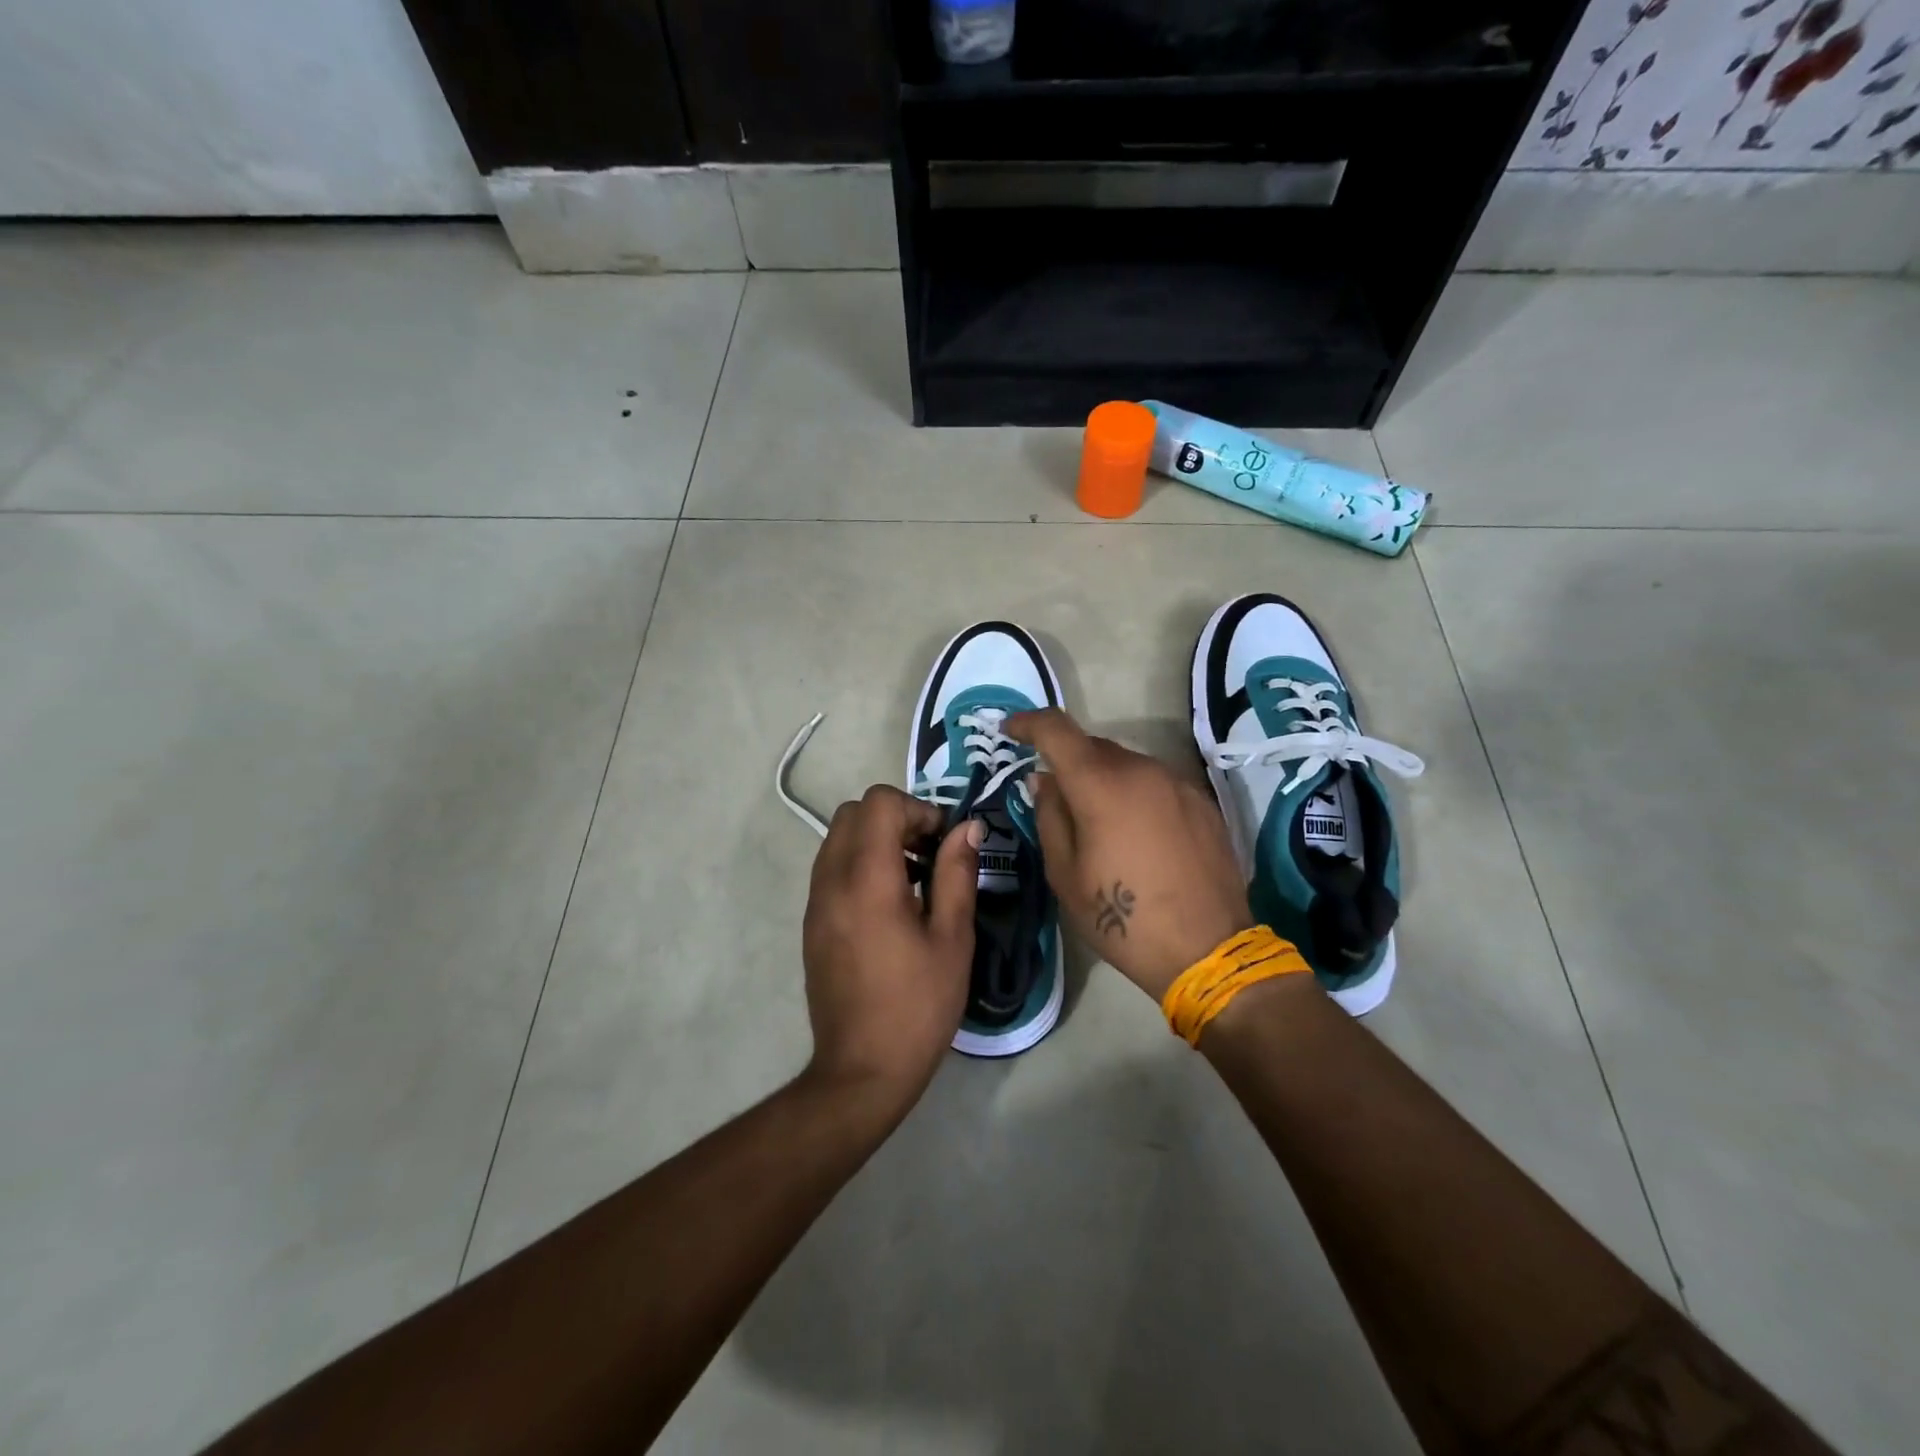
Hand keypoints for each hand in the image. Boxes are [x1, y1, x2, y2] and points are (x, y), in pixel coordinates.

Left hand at [801, 786, 979, 1103]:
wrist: (862, 1070)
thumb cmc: (917, 1005)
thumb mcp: (952, 938)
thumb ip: (957, 873)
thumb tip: (967, 828)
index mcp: (867, 879)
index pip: (879, 803)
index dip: (917, 808)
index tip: (942, 841)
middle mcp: (832, 880)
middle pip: (853, 813)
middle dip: (895, 818)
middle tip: (929, 853)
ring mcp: (815, 902)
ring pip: (838, 838)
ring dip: (876, 840)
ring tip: (914, 879)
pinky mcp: (811, 922)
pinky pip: (831, 868)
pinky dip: (860, 864)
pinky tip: (891, 904)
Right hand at [1007, 710, 1252, 1001]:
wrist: (1208, 950)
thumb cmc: (1123, 919)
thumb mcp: (1065, 875)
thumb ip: (1050, 816)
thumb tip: (1044, 780)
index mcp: (1101, 785)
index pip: (1057, 730)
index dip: (1028, 722)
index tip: (1009, 730)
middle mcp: (1142, 770)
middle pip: (1093, 747)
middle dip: (1067, 761)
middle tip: (1053, 795)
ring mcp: (1177, 783)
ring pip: (1126, 765)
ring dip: (1103, 779)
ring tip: (1098, 822)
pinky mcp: (1203, 802)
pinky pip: (1155, 784)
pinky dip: (1134, 795)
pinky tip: (1137, 835)